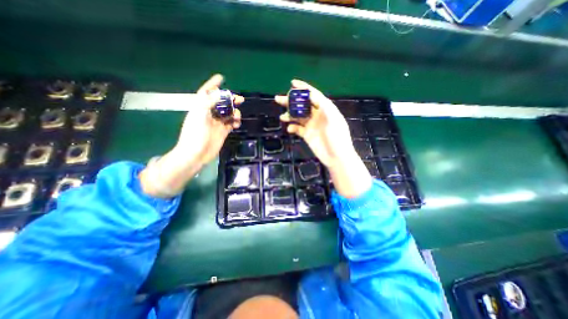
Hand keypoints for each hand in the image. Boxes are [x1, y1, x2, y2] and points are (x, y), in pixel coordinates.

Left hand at [175, 73, 241, 165]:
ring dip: (234, 112)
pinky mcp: (223, 132)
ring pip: (228, 113)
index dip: (213, 85)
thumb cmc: (195, 134)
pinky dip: (235, 122)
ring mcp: (216, 123)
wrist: (196, 154)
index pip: (206, 93)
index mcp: (200, 108)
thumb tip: (220, 93)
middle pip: (221, 103)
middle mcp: (209, 114)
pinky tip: (237, 124)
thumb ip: (208, 102)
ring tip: (237, 116)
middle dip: (230, 100)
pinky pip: (231, 124)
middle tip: (240, 99)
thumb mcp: (199, 115)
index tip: (221, 78)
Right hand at [275, 79, 373, 197]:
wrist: (336, 157)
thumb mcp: (334, 119)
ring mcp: (311, 125)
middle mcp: (317, 115)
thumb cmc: (338, 137)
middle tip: (278, 99)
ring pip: (298, 117)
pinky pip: (297, 129)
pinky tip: (290, 129)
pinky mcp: (307, 135)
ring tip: (282, 116)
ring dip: (289, 115)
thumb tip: (312, 94)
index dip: (303, 88)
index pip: (313, 95)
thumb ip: (324, 106)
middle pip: (302, 105)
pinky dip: (293, 127)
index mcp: (325, 109)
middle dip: (291, 102)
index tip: (292, 83)